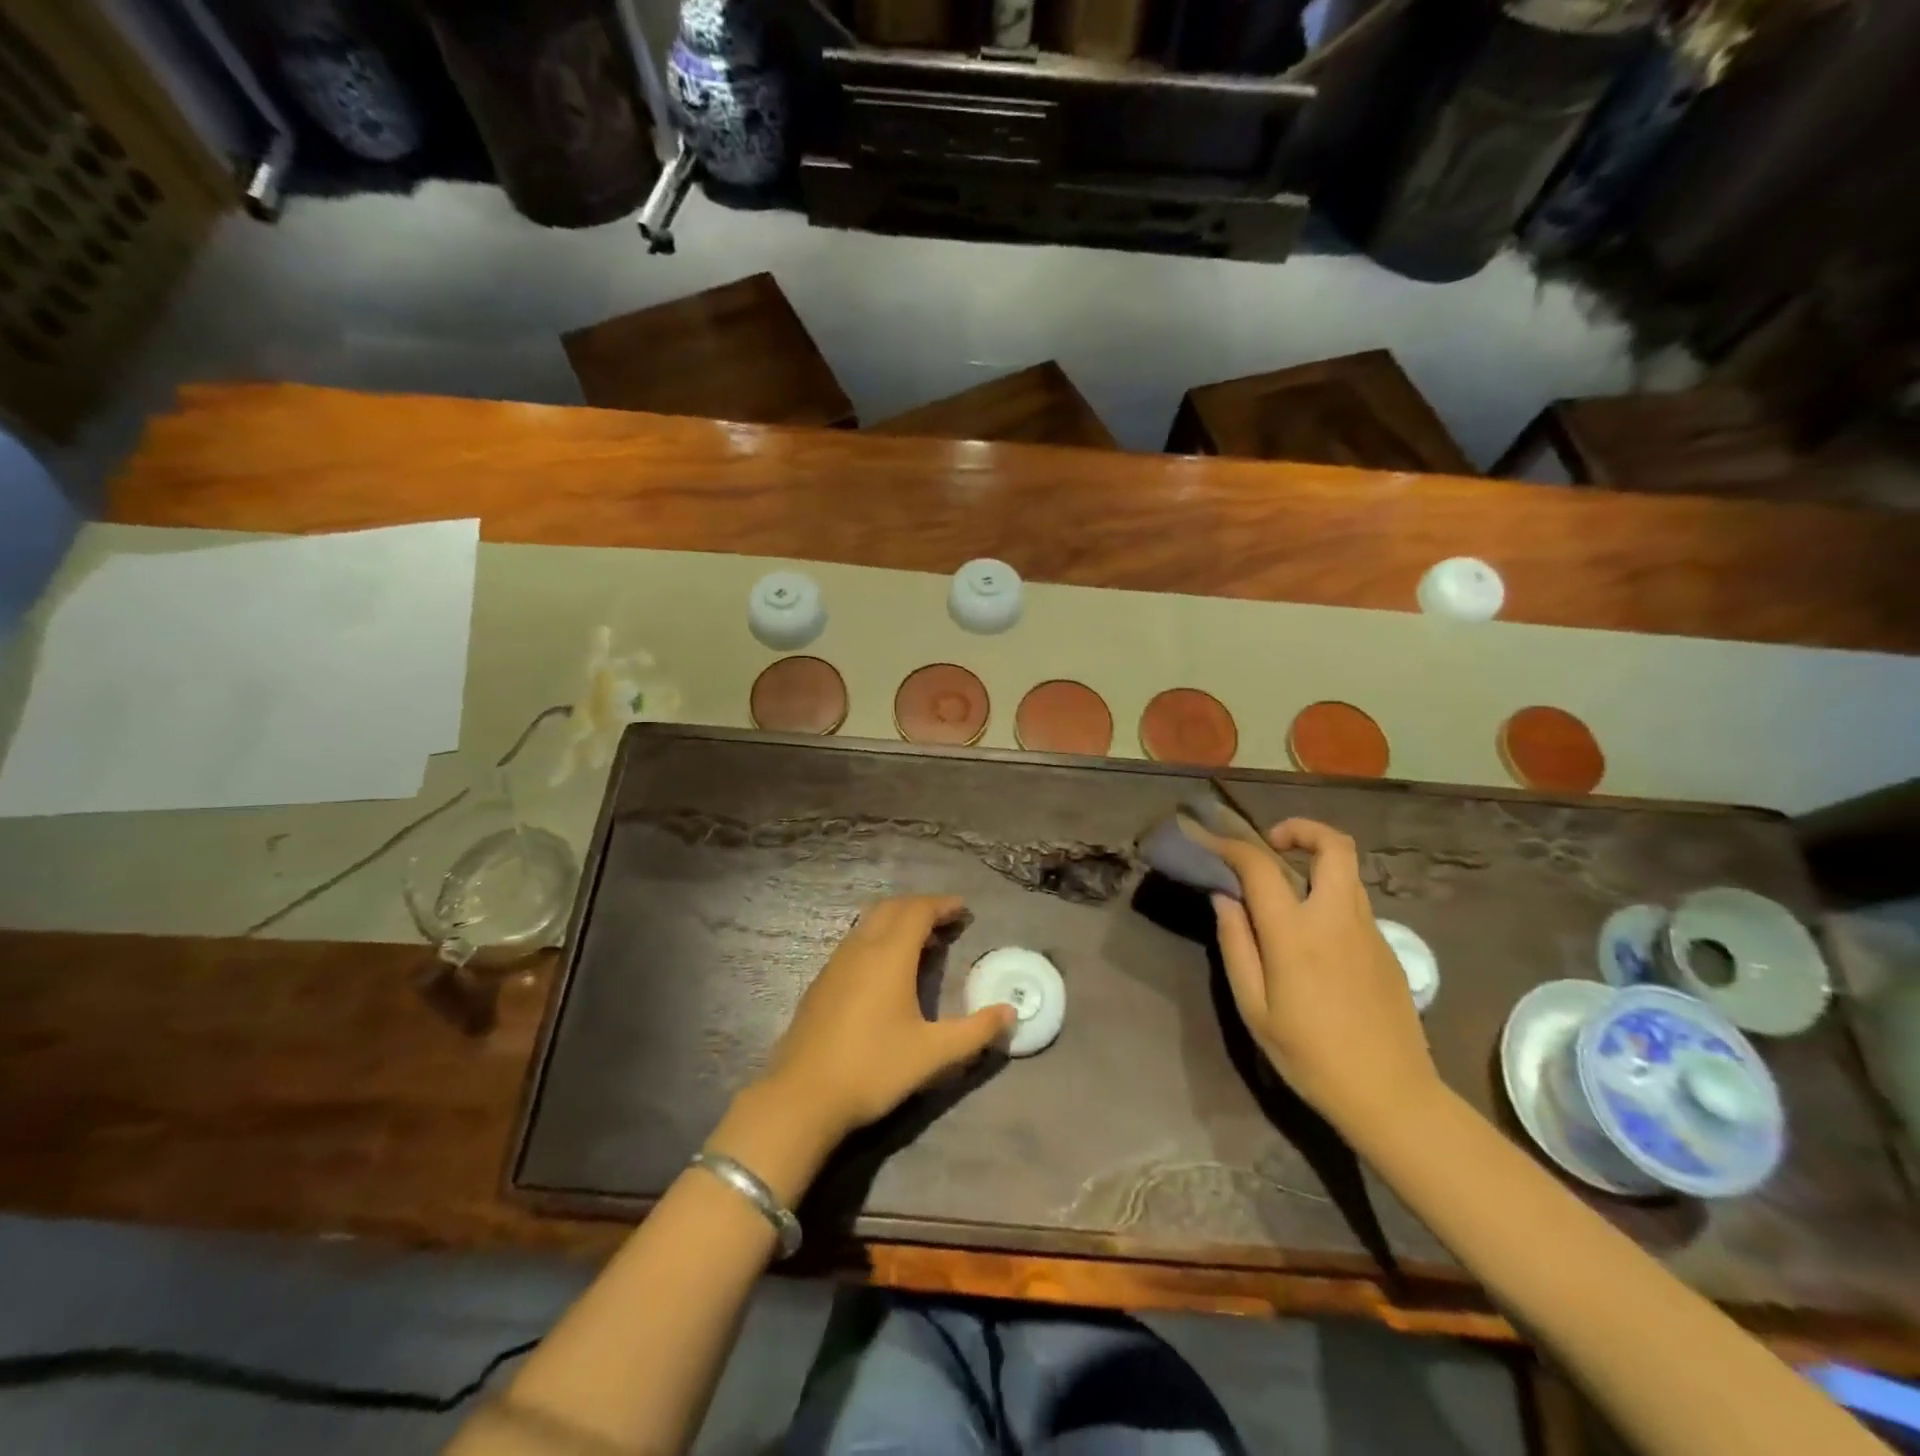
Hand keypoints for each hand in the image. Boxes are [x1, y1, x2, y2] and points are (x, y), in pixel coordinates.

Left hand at [760, 896, 1013, 1142]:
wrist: (802, 1097)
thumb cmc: (873, 1069)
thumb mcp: (933, 1054)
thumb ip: (975, 1032)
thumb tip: (1010, 1013)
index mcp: (888, 956)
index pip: (917, 911)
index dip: (942, 905)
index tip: (964, 910)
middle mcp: (860, 949)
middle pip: (892, 908)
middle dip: (921, 907)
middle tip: (947, 921)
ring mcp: (836, 964)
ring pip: (869, 923)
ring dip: (897, 921)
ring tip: (922, 942)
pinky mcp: (821, 982)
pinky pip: (855, 941)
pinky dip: (878, 938)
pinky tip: (886, 970)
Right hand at [1205, 819, 1438, 1133]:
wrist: (1392, 1097)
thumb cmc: (1311, 1056)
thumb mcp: (1254, 1008)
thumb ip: (1236, 945)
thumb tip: (1224, 898)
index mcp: (1296, 934)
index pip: (1260, 865)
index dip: (1232, 846)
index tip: (1211, 842)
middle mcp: (1337, 919)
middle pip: (1334, 845)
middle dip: (1302, 830)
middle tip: (1272, 845)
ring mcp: (1369, 931)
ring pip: (1347, 872)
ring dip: (1316, 863)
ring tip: (1286, 890)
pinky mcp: (1386, 948)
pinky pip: (1355, 903)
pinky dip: (1329, 896)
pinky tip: (1312, 936)